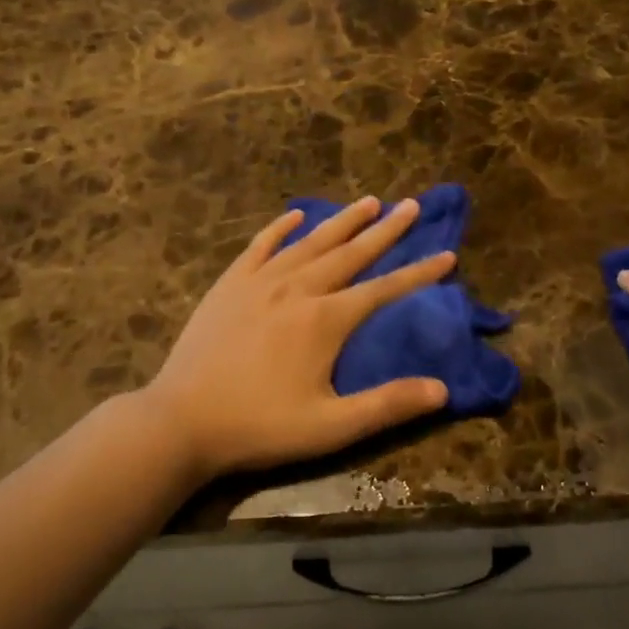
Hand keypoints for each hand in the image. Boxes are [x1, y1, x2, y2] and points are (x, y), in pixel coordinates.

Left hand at [141, 197, 455, 480]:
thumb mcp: (330, 427)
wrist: (181, 420)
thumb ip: (387, 405)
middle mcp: (298, 289)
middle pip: (350, 253)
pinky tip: (295, 216)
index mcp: (325, 320)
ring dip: (342, 221)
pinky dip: (280, 229)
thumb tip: (442, 390)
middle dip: (385, 230)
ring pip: (310, 242)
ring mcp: (260, 283)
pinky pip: (260, 247)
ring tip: (368, 201)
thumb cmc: (259, 426)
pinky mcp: (229, 285)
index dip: (418, 273)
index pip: (384, 289)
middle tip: (411, 205)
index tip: (447, 254)